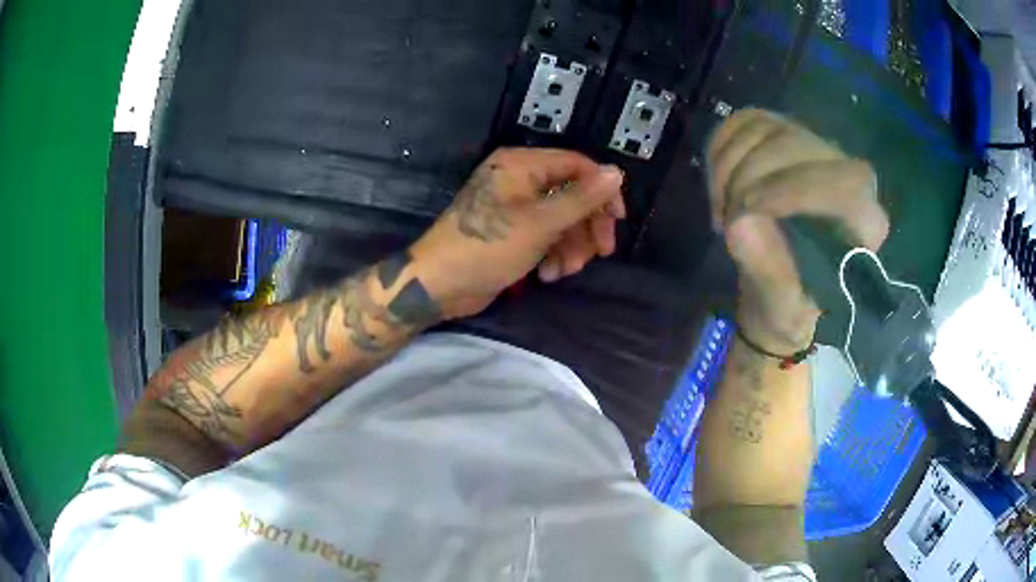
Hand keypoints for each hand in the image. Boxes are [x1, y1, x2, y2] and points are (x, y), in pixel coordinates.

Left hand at [410, 147, 625, 319]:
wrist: (439, 285)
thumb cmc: (487, 247)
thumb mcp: (541, 223)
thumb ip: (581, 198)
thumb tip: (617, 172)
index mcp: (522, 164)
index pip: (577, 165)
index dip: (602, 191)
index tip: (617, 220)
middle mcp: (520, 178)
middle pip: (572, 194)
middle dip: (586, 226)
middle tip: (600, 252)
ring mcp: (515, 206)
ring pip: (561, 219)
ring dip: (570, 246)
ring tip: (565, 271)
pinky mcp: (512, 231)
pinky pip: (545, 235)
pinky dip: (552, 254)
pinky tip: (547, 276)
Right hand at [708, 109, 888, 351]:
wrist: (781, 287)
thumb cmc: (791, 307)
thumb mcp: (784, 310)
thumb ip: (771, 273)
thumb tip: (741, 225)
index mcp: (865, 223)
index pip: (843, 181)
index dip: (792, 189)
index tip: (744, 215)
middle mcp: (850, 176)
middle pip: (797, 143)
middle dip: (748, 177)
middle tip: (726, 219)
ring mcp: (816, 149)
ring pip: (766, 127)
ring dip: (729, 165)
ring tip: (721, 208)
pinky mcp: (785, 137)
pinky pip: (747, 121)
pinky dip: (721, 147)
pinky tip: (718, 182)